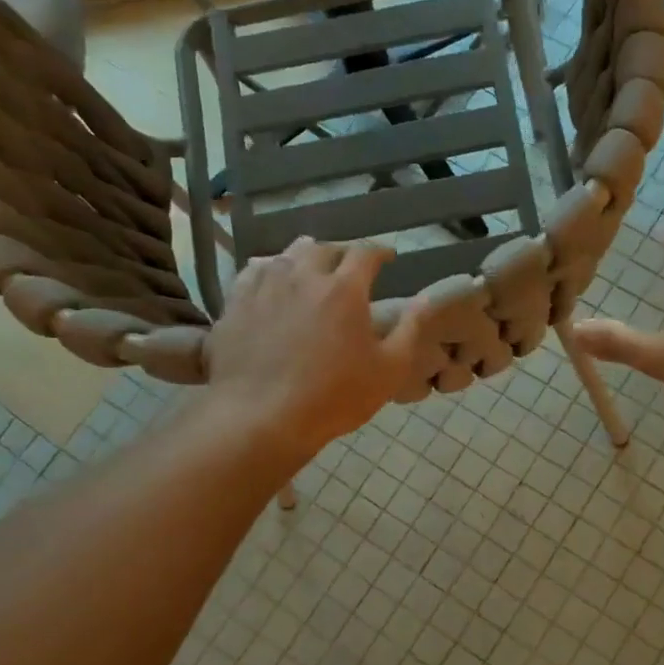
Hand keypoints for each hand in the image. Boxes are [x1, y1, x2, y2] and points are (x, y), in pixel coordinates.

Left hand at [203, 238, 425, 459]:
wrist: (261, 416)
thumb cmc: (334, 397)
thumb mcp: (389, 369)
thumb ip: (410, 329)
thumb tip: (428, 298)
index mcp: (345, 289)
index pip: (365, 253)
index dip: (380, 252)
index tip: (388, 258)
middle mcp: (304, 275)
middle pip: (324, 248)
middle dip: (342, 253)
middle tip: (350, 267)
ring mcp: (265, 286)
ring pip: (287, 255)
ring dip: (306, 257)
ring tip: (312, 270)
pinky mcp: (236, 302)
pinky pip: (254, 271)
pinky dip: (271, 270)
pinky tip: (273, 282)